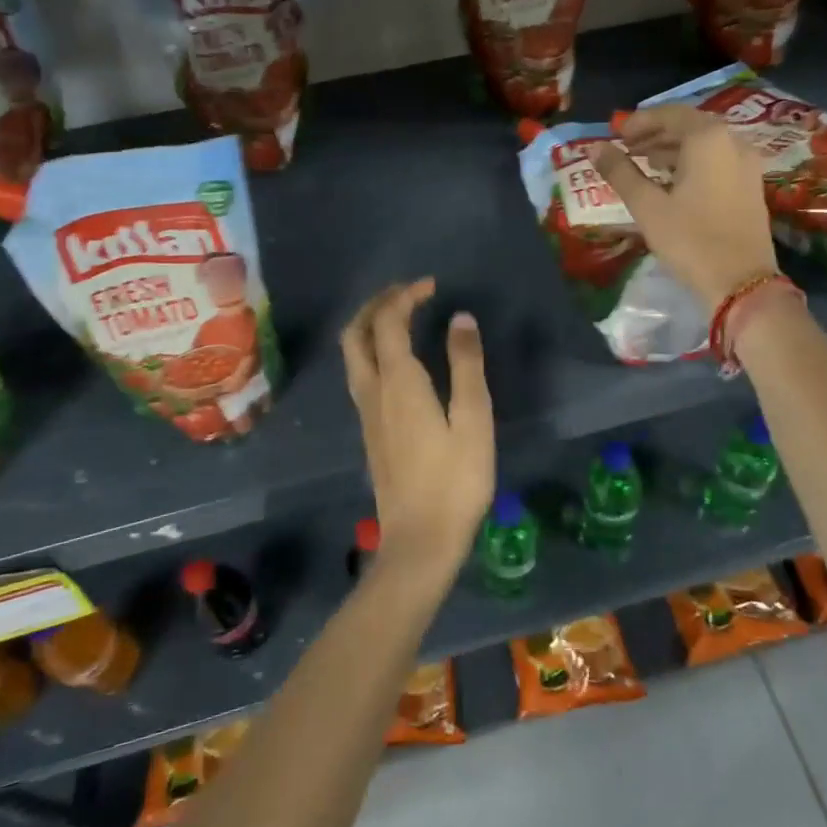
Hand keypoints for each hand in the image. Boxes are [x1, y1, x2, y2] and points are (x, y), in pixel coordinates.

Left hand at [340, 279, 494, 580]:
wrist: (420, 541)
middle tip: (407, 294)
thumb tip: (460, 318)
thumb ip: (467, 364)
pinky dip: (374, 350)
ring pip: (353, 354)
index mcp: (398, 382)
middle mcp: (373, 390)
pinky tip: (399, 360)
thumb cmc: (455, 480)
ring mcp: (366, 413)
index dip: (405, 295)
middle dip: (377, 305)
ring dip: (370, 326)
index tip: (432, 286)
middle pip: (356, 333)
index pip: (388, 321)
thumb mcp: (473, 419)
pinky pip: (360, 373)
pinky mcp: (370, 431)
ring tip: (402, 317)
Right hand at [593, 105, 777, 309]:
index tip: (616, 135)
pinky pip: (718, 159)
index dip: (640, 121)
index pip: (670, 114)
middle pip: (689, 125)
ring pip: (705, 143)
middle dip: (656, 133)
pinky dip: (692, 162)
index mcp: (708, 139)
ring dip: (674, 148)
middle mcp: (733, 141)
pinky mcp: (751, 185)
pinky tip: (673, 181)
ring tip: (645, 164)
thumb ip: (620, 172)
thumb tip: (595, 147)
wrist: (742, 283)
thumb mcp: (647, 206)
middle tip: (627, 148)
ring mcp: (747, 164)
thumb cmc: (690, 240)